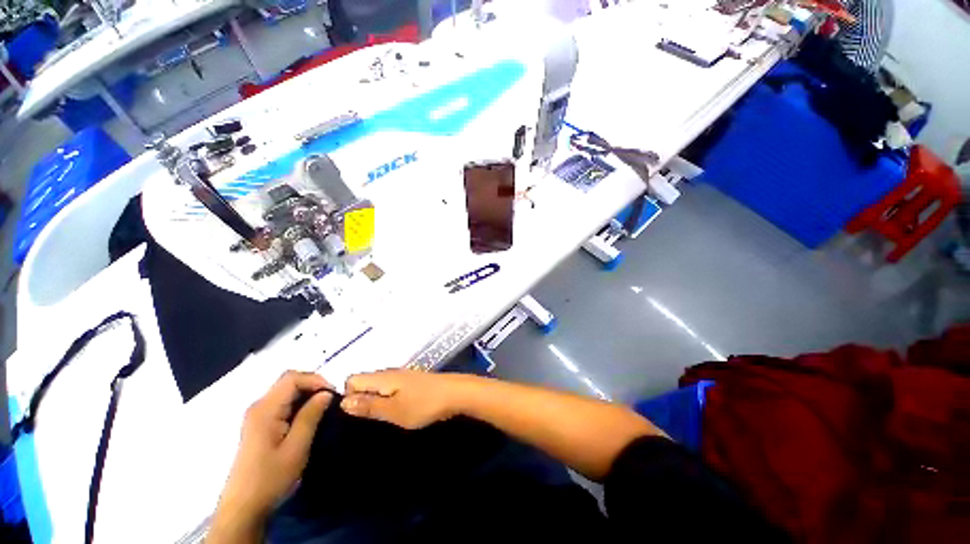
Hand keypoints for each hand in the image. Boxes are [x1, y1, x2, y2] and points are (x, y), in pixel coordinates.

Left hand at [213, 371, 332, 536]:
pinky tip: (307, 417)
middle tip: (330, 400)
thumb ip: (311, 416)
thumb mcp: (297, 447)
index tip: (332, 394)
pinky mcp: (259, 425)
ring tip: (322, 408)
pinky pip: (282, 403)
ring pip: (285, 391)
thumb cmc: (270, 478)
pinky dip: (298, 403)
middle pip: (288, 381)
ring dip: (306, 394)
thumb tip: (326, 393)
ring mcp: (256, 416)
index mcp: (265, 410)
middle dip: (312, 385)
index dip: (315, 380)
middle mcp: (258, 407)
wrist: (244, 507)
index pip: (292, 378)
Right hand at [340, 369, 465, 428]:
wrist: (455, 393)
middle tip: (366, 421)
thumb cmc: (423, 403)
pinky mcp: (411, 381)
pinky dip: (387, 399)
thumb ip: (368, 405)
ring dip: (374, 400)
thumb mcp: (393, 410)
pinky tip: (394, 411)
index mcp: (382, 377)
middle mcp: (389, 372)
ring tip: (379, 418)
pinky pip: (390, 388)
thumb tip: (342, 401)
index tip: (354, 416)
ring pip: (378, 386)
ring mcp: (402, 376)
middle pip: (364, 382)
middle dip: (360, 400)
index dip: (347, 396)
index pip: (352, 379)